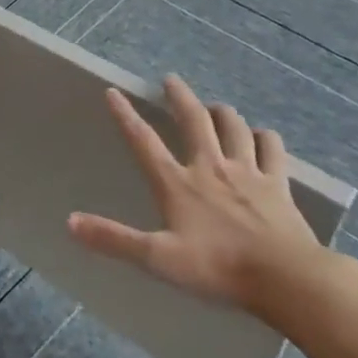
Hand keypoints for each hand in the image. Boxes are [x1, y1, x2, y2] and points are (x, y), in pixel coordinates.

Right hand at [67, 76, 329, 320]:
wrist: (287, 278)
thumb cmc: (218, 268)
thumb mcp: (158, 258)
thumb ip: (114, 239)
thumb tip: (70, 222)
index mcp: (178, 183)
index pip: (144, 141)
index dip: (126, 115)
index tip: (113, 92)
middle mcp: (210, 168)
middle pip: (194, 121)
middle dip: (180, 97)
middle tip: (171, 79)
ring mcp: (247, 173)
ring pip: (234, 128)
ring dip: (222, 113)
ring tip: (215, 106)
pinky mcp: (278, 185)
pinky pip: (272, 151)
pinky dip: (265, 138)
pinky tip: (262, 136)